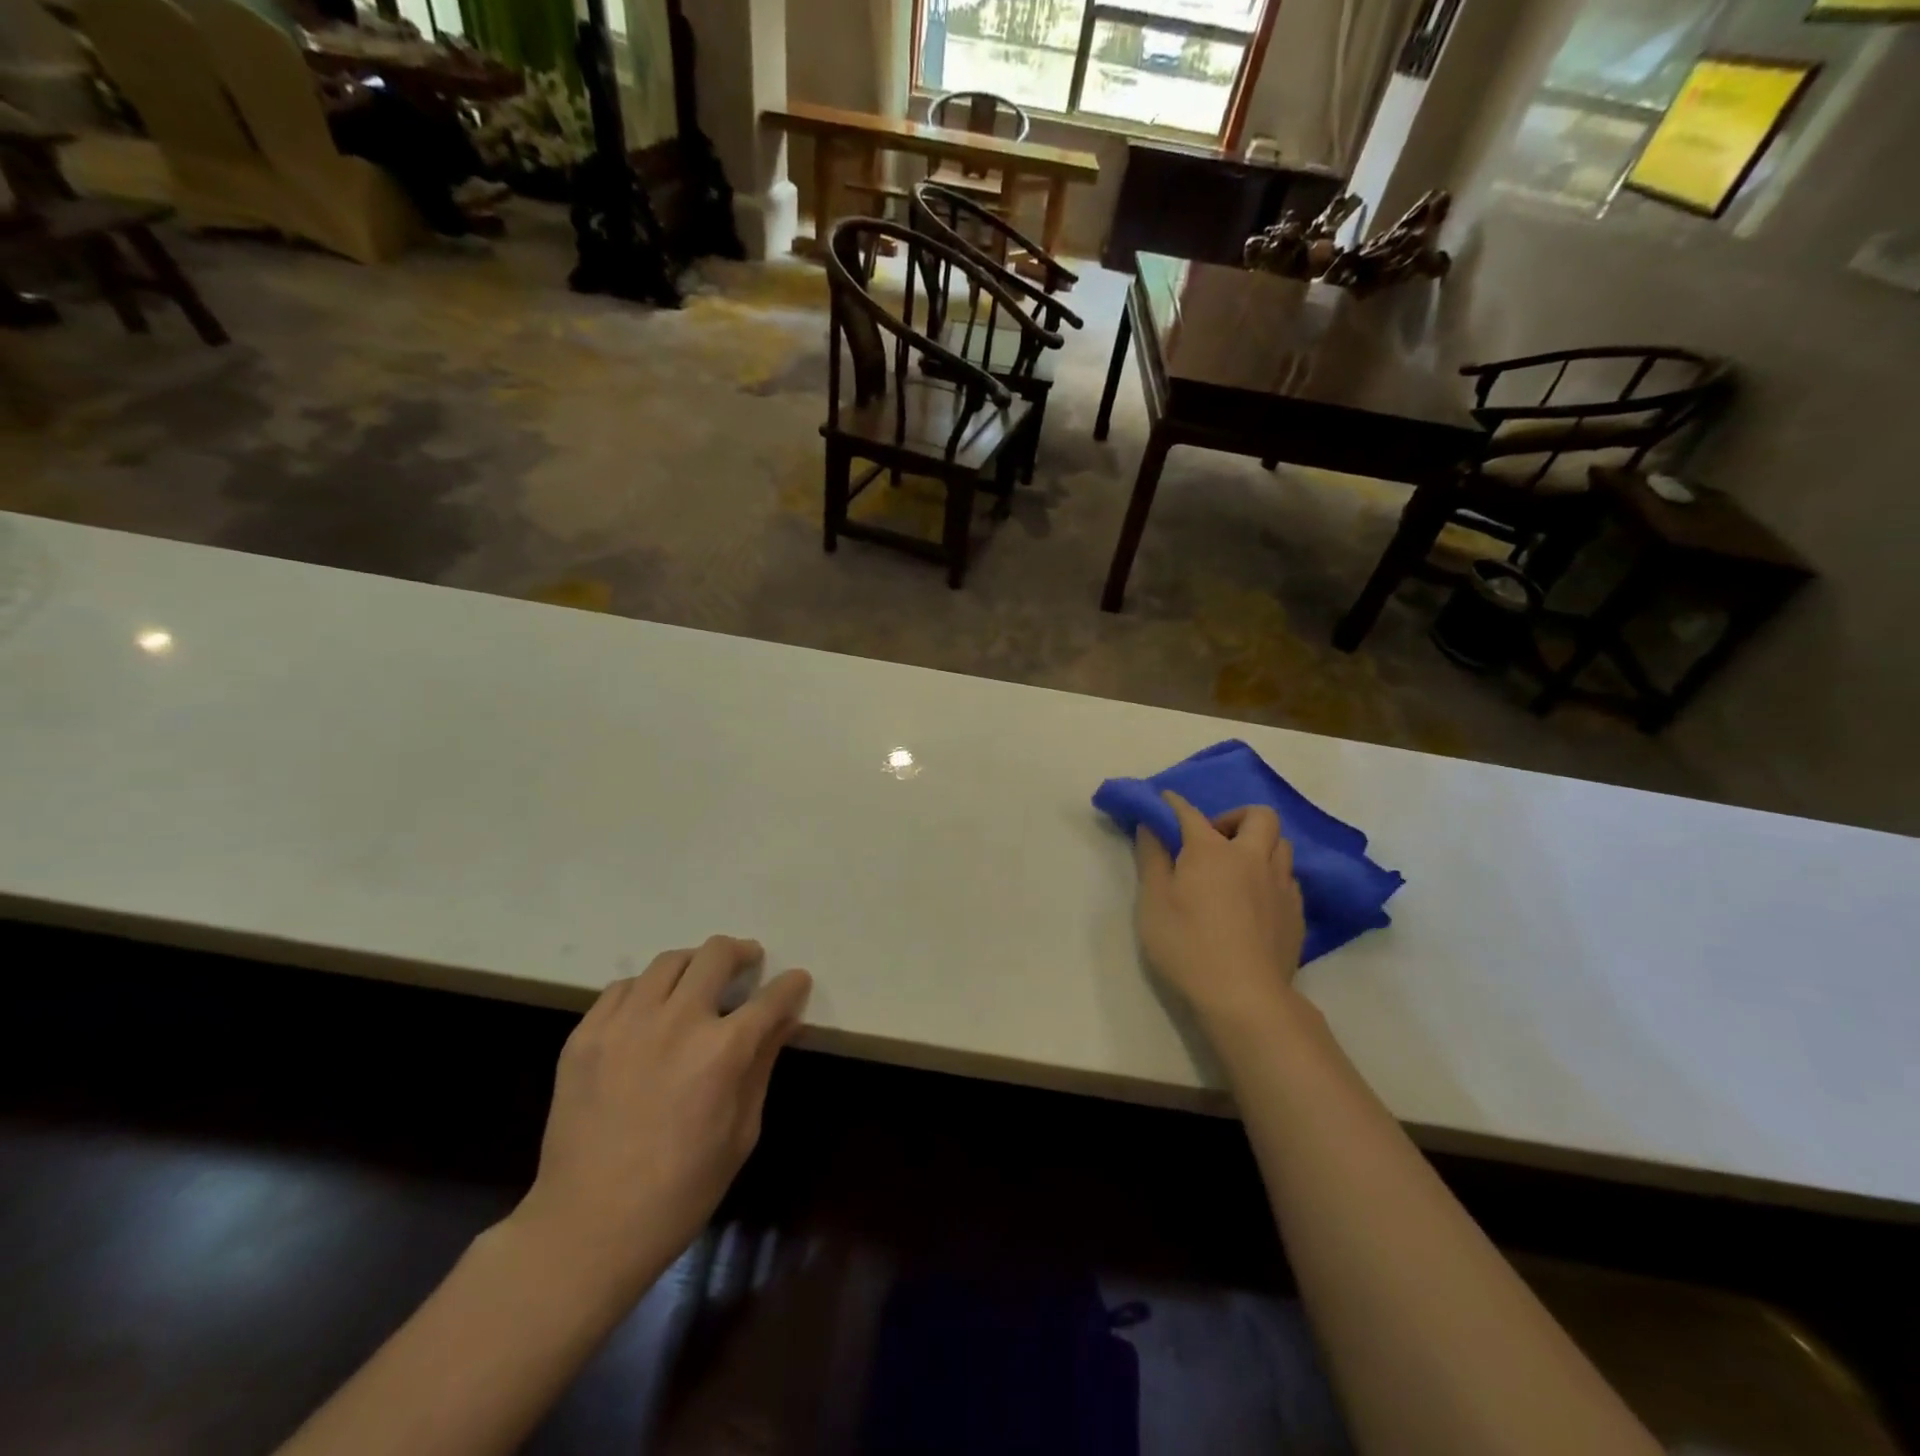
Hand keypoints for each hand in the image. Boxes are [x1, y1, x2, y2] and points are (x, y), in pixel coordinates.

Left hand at [511, 936, 811, 1297]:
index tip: (795, 981)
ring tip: (697, 983)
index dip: (791, 984)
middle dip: (742, 952)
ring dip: (694, 966)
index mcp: (723, 1051)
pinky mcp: (585, 1036)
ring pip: (668, 962)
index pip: (772, 997)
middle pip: (717, 954)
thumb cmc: (680, 1191)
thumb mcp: (742, 1132)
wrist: (586, 1229)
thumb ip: (763, 1065)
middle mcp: (676, 1022)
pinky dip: (645, 990)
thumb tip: (786, 1020)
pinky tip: (649, 1012)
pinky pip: (621, 988)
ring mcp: (625, 1024)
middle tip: (747, 964)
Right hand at [1134, 792, 1304, 1020]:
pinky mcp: (1296, 913)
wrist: (1243, 997)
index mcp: (1212, 851)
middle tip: (1213, 839)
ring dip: (1259, 845)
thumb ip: (1152, 859)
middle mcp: (1252, 858)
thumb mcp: (1153, 902)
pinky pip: (1288, 878)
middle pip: (1259, 816)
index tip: (1165, 800)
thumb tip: (1150, 826)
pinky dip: (1270, 875)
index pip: (1190, 814)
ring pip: (1280, 845)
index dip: (1175, 804)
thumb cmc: (1186, 945)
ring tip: (1237, 868)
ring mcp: (1280, 885)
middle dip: (1235, 817)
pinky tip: (1254, 900)